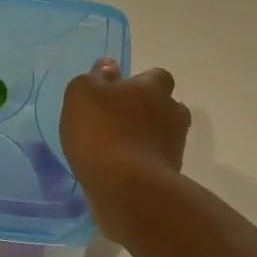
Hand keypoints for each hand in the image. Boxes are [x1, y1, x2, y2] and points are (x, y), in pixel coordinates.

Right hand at [60, 58, 190, 242]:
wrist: (126, 190)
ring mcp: (174, 146)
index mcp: (153, 88)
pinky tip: (122, 172)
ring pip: (163, 136)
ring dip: (147, 139)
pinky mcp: (171, 177)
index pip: (156, 76)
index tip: (120, 93)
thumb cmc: (101, 133)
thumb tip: (110, 66)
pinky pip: (156, 163)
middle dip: (148, 112)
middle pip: (166, 106)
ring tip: (119, 150)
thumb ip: (95, 77)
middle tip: (120, 122)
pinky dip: (143, 165)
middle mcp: (172, 113)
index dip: (140, 83)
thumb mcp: (82, 94)